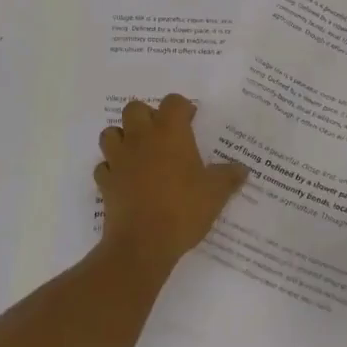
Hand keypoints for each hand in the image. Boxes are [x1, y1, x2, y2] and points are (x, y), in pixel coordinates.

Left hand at [95, 95, 247, 272]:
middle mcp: (140, 138)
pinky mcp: (105, 182)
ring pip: (111, 133)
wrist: (143, 244)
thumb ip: (229, 176)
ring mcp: (118, 159)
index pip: (173, 101)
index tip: (191, 121)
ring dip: (123, 138)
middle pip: (134, 108)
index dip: (182, 108)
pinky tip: (125, 180)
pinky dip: (113, 169)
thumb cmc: (183, 209)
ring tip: (139, 154)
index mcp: (169, 132)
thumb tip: (242, 169)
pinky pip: (104, 166)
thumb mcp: (216, 193)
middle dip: (147, 116)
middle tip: (163, 136)